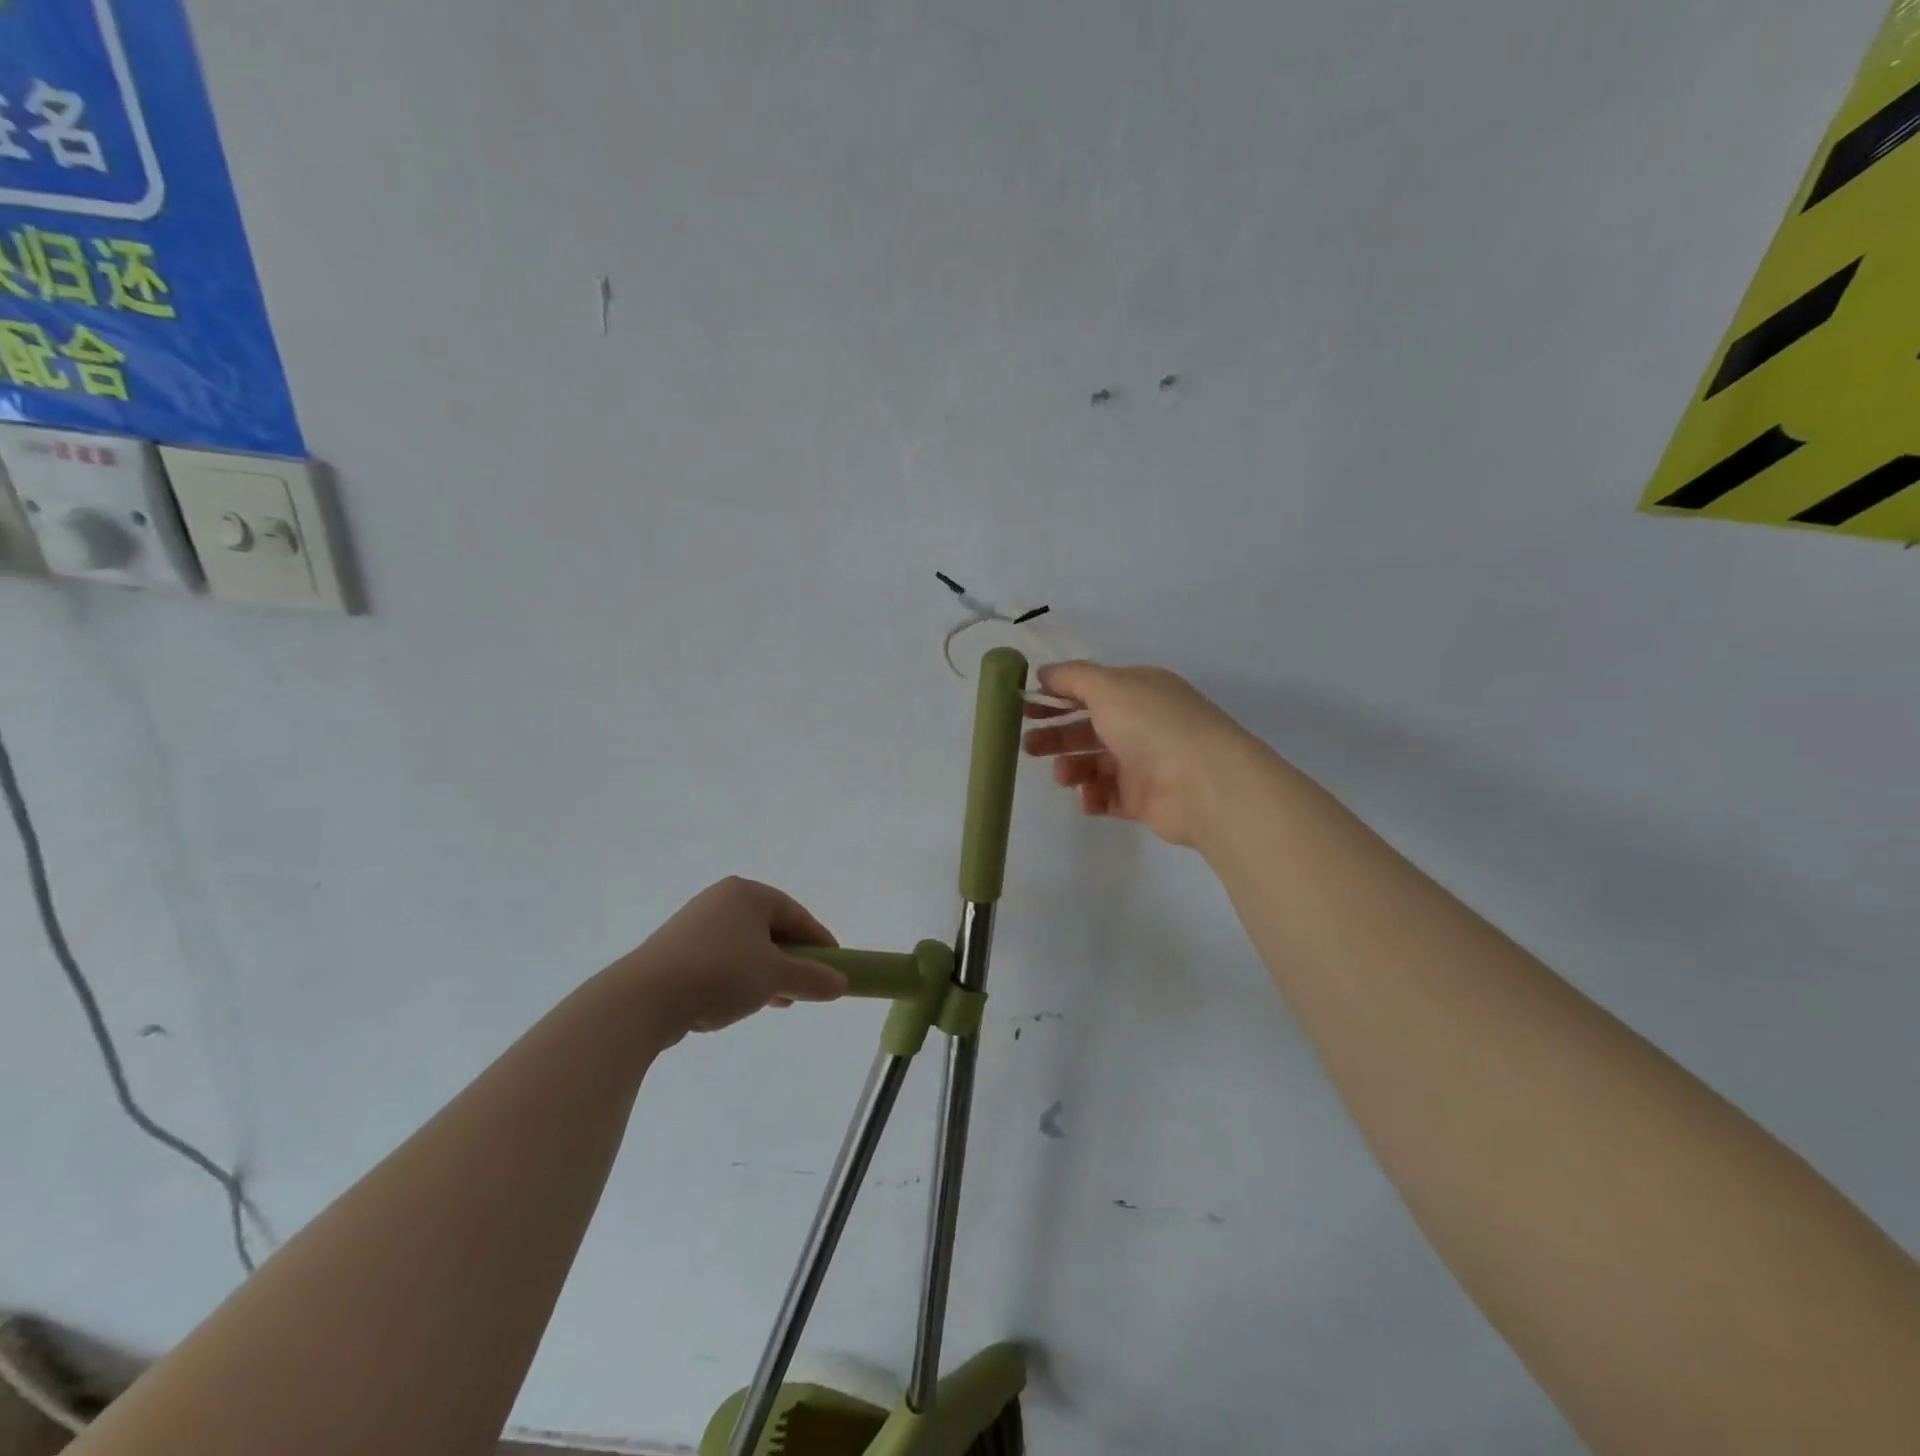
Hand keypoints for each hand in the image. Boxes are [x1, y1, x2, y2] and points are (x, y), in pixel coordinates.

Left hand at [614, 878, 846, 1041]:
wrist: (643, 999)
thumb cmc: (720, 974)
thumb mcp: (775, 977)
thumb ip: (813, 978)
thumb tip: (841, 984)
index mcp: (748, 894)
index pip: (796, 915)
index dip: (820, 942)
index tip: (835, 968)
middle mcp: (721, 899)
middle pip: (771, 929)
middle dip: (792, 960)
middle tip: (807, 987)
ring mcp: (695, 924)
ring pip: (746, 946)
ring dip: (767, 972)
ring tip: (779, 1001)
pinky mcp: (676, 949)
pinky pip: (722, 959)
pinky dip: (740, 977)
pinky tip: (744, 1002)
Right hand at [1022, 662, 1265, 849]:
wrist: (1203, 784)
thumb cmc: (1152, 725)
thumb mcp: (1108, 686)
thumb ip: (1072, 677)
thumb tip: (1044, 674)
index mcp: (1138, 691)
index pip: (1090, 690)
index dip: (1055, 697)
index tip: (1023, 708)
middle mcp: (1142, 724)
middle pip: (1088, 728)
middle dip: (1055, 735)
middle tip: (1027, 747)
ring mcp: (1144, 763)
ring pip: (1094, 763)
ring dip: (1072, 767)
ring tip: (1063, 775)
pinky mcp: (1143, 800)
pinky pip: (1108, 797)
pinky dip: (1093, 796)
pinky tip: (1087, 797)